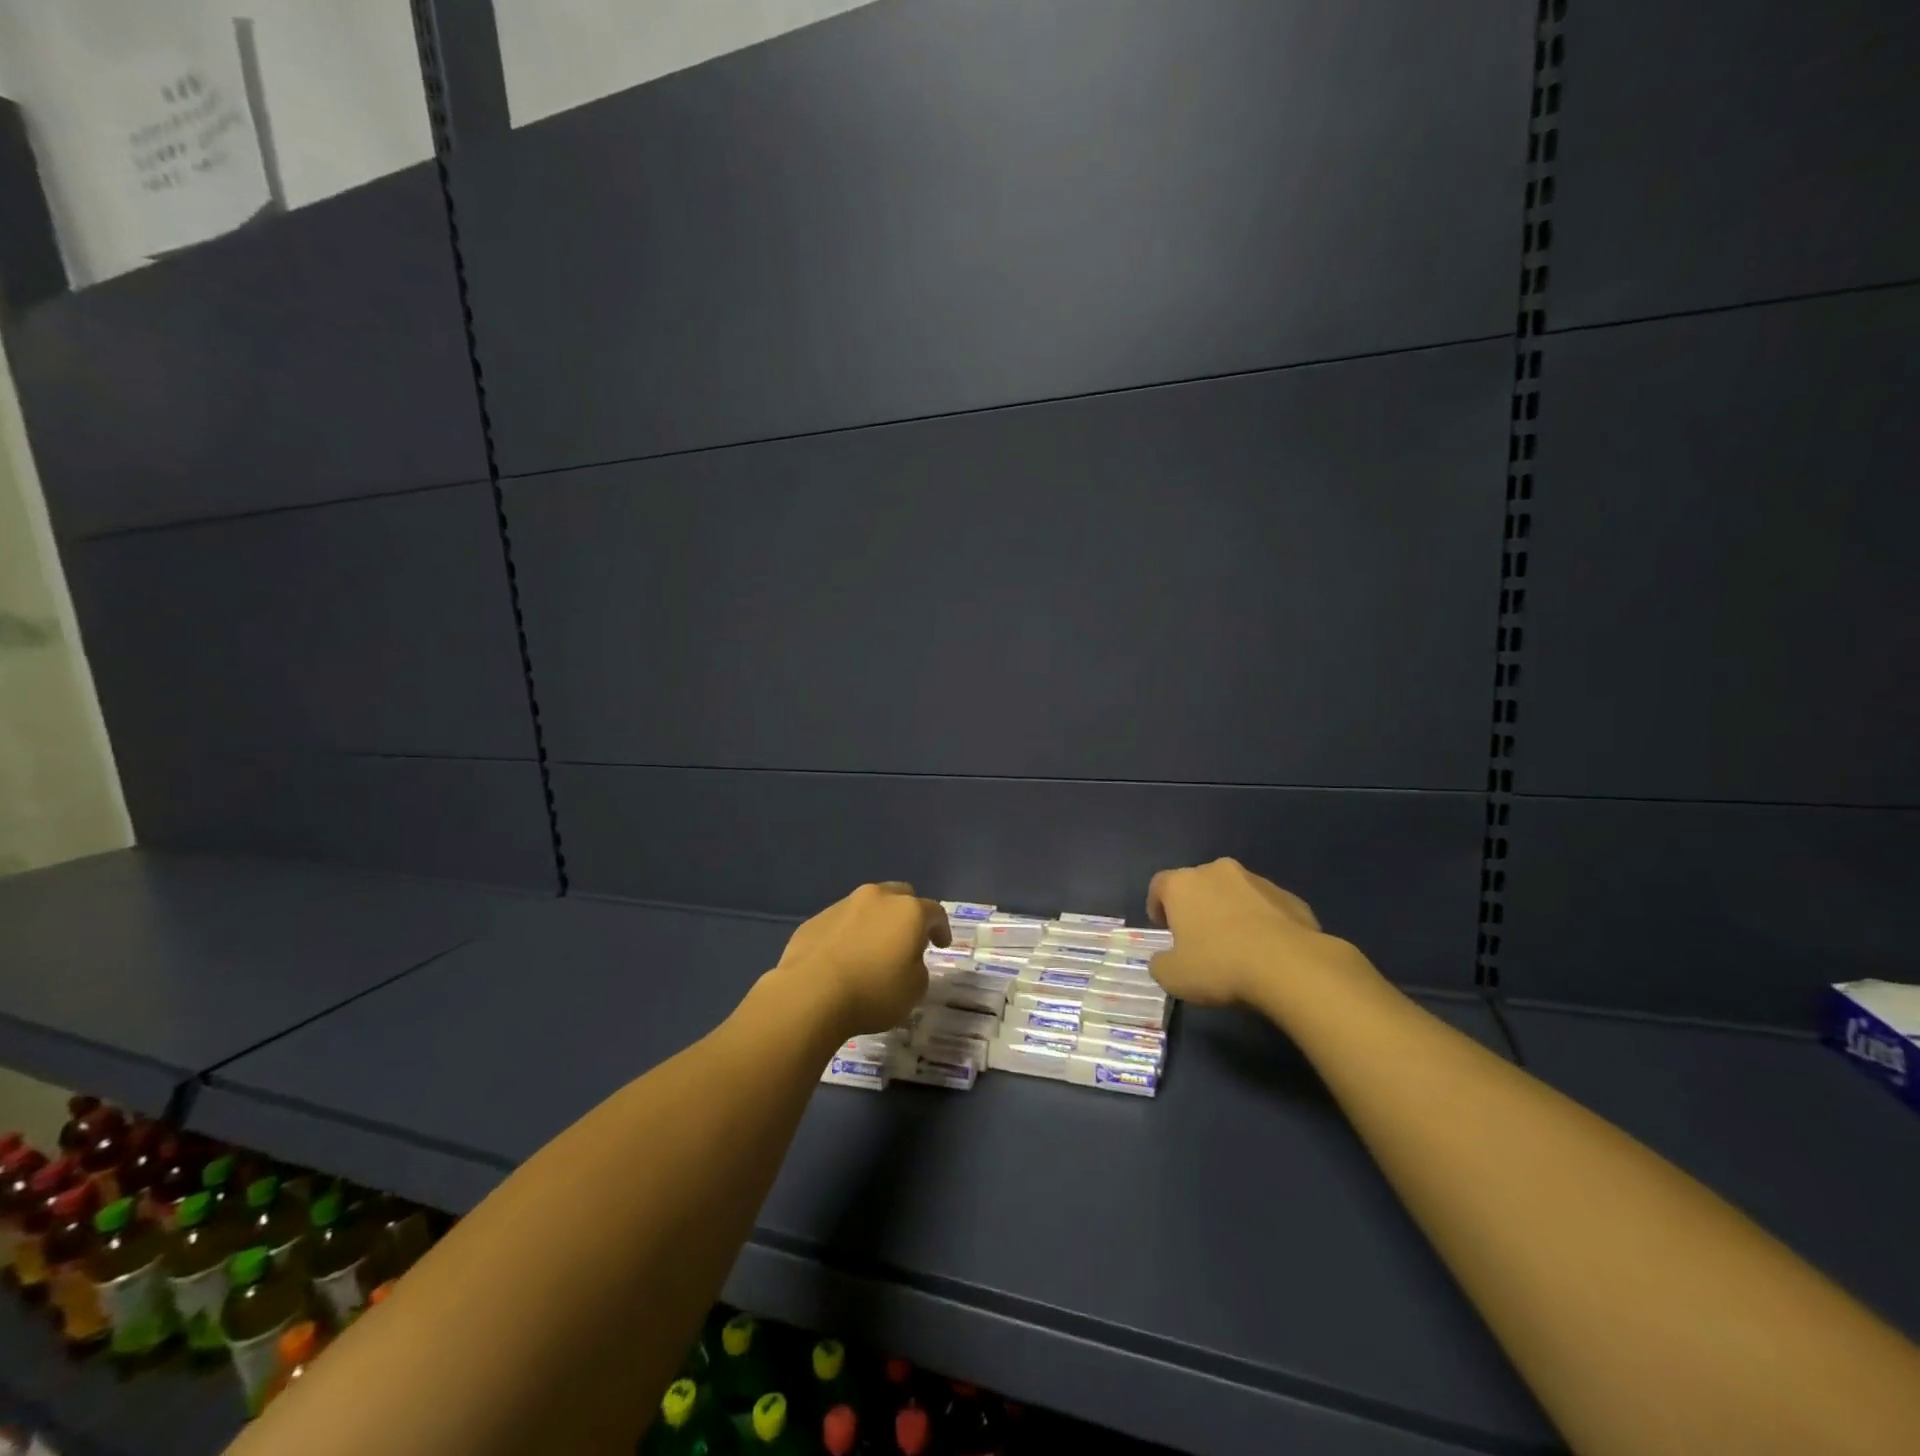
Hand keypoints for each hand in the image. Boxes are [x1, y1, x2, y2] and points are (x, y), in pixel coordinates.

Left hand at [774, 882, 948, 1036]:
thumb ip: (918, 967)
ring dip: (875, 922)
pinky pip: (841, 922)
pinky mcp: (816, 919)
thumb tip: (906, 960)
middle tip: (907, 939)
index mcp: (908, 911)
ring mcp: (843, 905)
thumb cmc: (873, 992)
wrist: (811, 993)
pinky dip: (849, 934)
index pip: (934, 912)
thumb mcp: (915, 989)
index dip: (941, 928)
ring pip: (868, 905)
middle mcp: (877, 898)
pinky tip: (844, 957)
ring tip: (872, 949)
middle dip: (907, 914)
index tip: (941, 945)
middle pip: (900, 896)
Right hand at [1146, 858, 1367, 1006]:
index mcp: (1183, 884)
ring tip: (1237, 946)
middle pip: (1199, 884)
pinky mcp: (1290, 897)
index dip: (1157, 905)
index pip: (1160, 885)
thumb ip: (1160, 963)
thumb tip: (1165, 959)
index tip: (1163, 928)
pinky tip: (1267, 951)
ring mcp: (1257, 881)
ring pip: (1235, 893)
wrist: (1289, 966)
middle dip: (1197, 907)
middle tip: (1199, 938)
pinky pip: (1266, 907)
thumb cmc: (1219, 966)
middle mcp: (1217, 871)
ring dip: (1231, 912)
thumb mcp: (1172, 977)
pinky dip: (1262, 922)